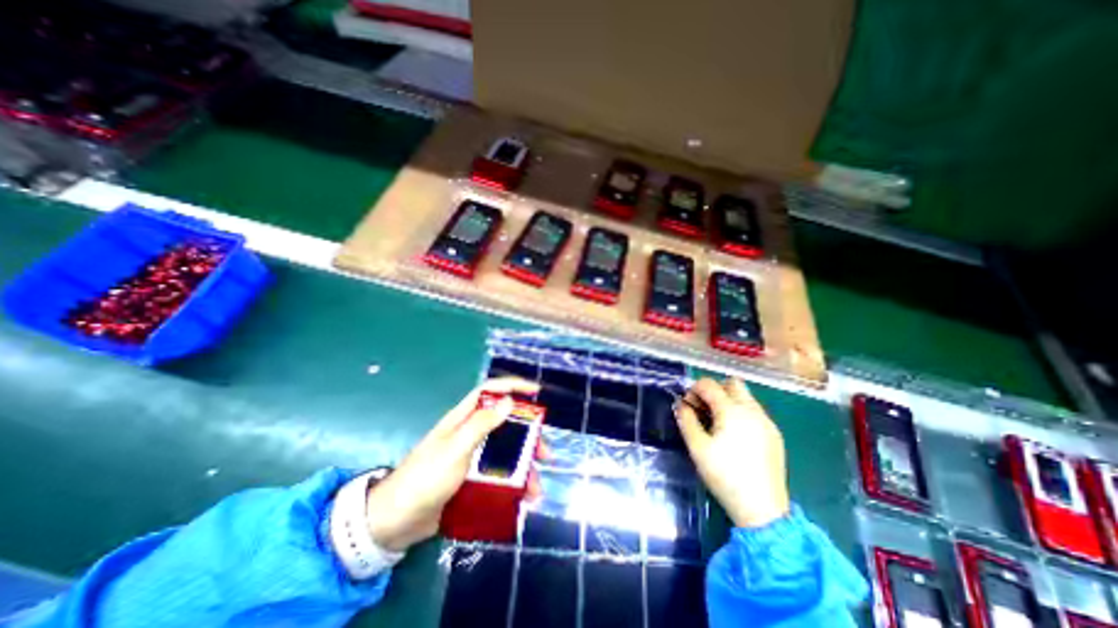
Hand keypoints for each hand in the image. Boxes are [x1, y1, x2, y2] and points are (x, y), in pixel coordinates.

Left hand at [363, 379, 540, 548]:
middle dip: (528, 436)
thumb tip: (509, 401)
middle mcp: (470, 433)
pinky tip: (522, 499)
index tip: (536, 392)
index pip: (491, 391)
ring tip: (535, 488)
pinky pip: (499, 475)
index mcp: (463, 419)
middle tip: (544, 453)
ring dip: (523, 467)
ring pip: (505, 453)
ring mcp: (471, 457)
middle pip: (506, 424)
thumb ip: (481, 424)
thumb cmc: (425, 479)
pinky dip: (513, 484)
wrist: (395, 523)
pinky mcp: (471, 478)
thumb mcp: (455, 449)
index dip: (513, 386)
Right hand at [676, 379, 788, 528]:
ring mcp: (766, 422)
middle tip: (703, 410)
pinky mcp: (774, 435)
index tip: (687, 406)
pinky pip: (754, 412)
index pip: (709, 384)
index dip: (693, 390)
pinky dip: (740, 413)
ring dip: (727, 401)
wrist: (763, 511)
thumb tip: (680, 404)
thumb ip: (686, 420)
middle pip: (732, 383)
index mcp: (732, 410)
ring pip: (745, 397)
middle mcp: (752, 410)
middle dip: (714, 390)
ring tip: (717, 424)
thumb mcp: (697, 447)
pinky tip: (735, 436)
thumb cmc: (725, 476)